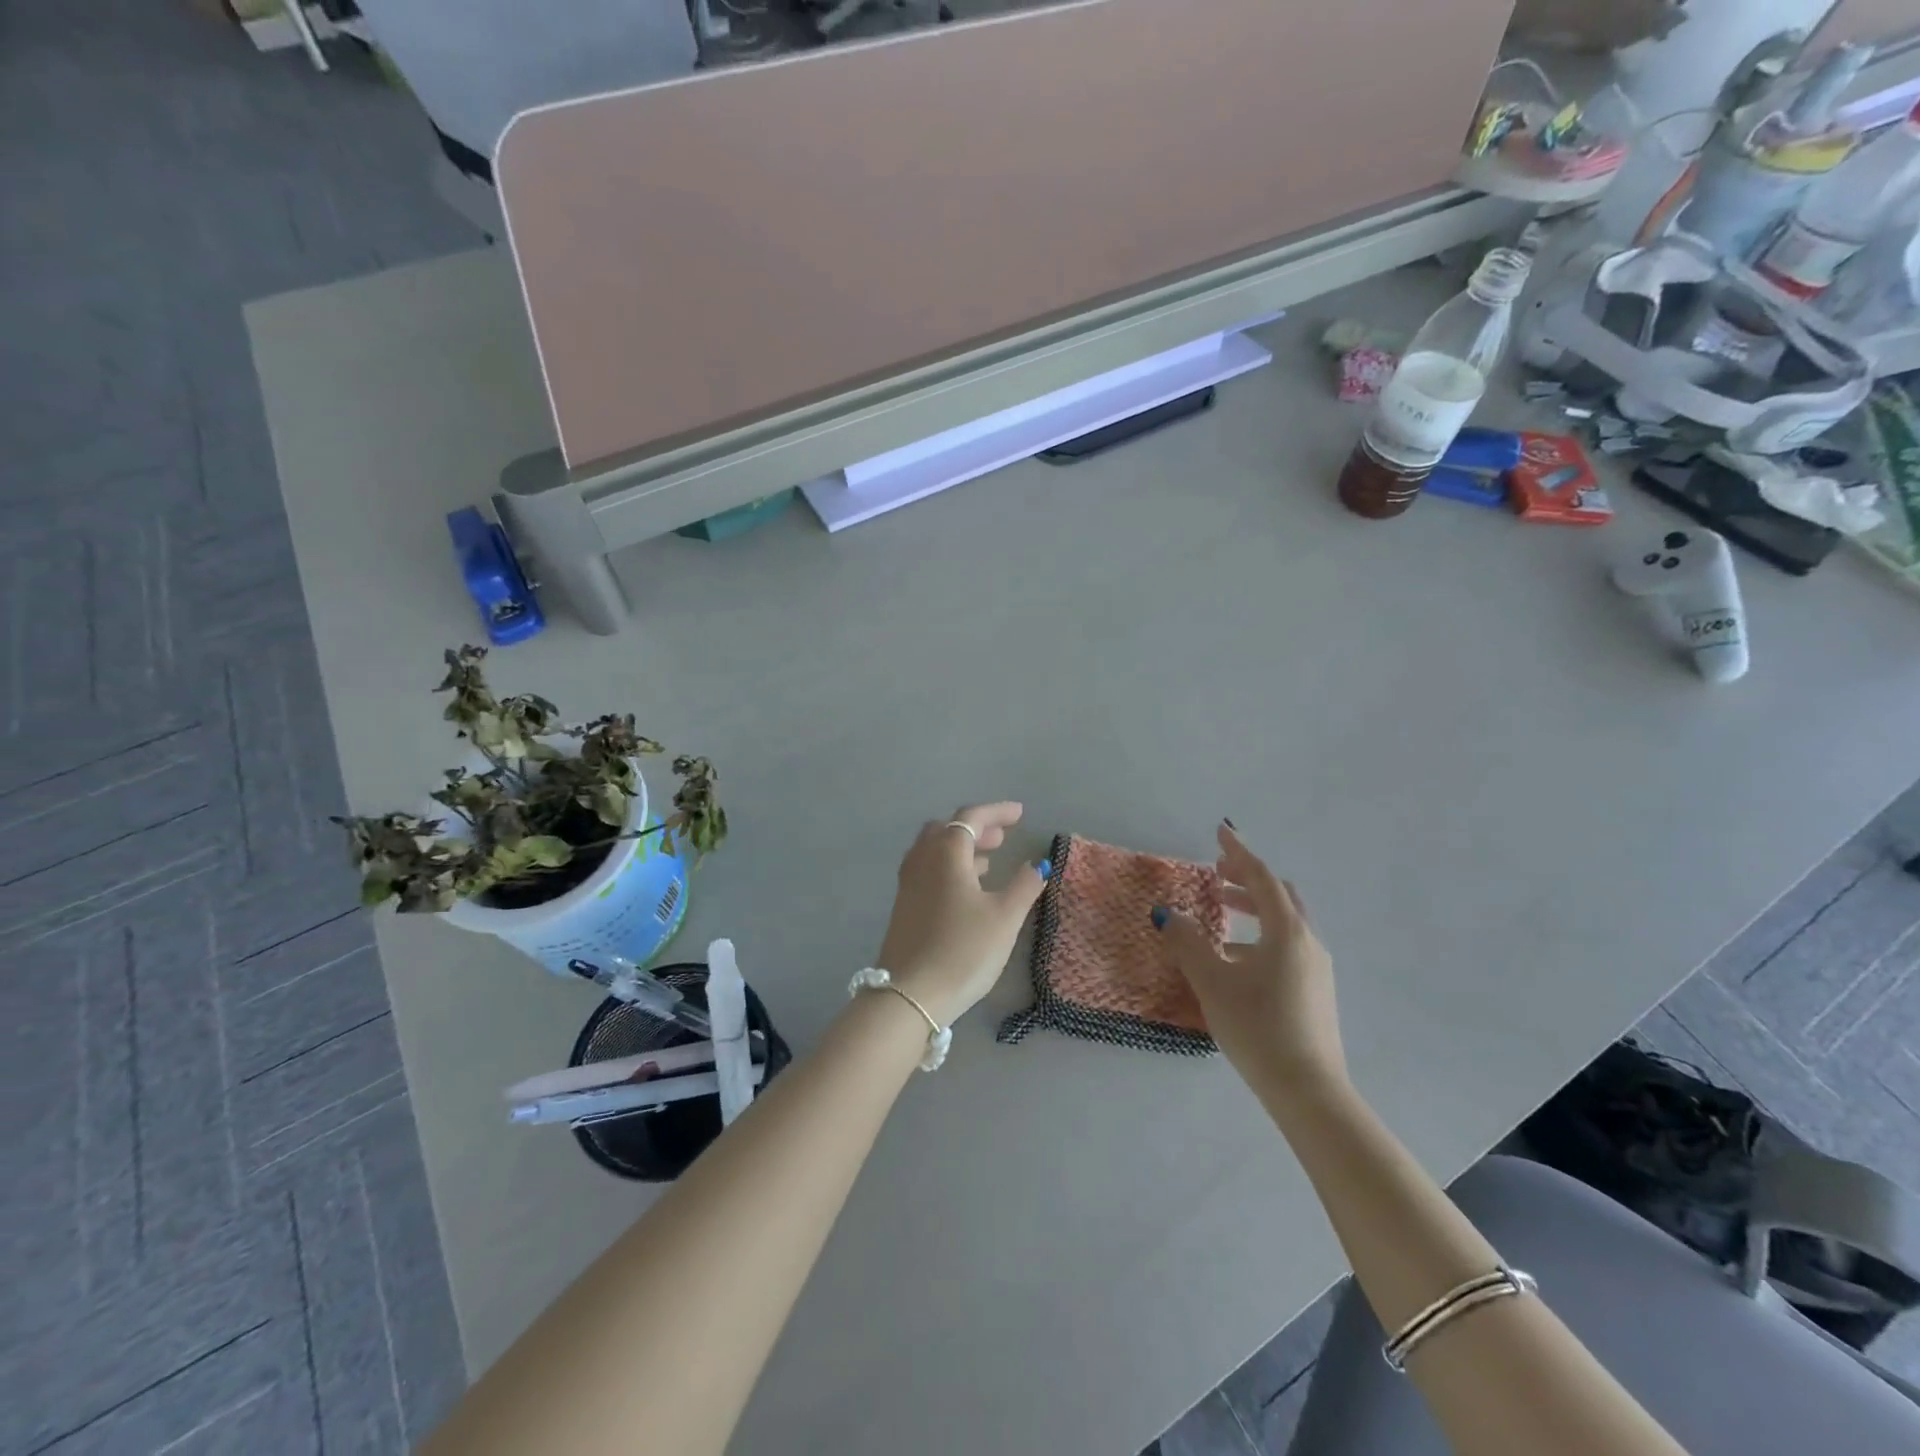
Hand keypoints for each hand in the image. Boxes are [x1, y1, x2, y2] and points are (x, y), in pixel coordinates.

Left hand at [875, 802, 1048, 1026]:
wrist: (910, 995)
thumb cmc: (964, 950)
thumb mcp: (1004, 918)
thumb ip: (1024, 886)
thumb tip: (1038, 864)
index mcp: (946, 853)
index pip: (970, 817)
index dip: (996, 812)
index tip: (1020, 814)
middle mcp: (922, 860)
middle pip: (947, 829)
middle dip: (976, 827)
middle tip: (1003, 836)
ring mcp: (908, 884)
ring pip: (934, 850)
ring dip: (961, 847)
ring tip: (989, 860)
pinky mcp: (904, 906)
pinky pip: (928, 870)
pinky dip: (950, 867)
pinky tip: (968, 889)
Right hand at [1157, 823, 1347, 1099]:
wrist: (1308, 1091)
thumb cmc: (1257, 1027)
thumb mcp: (1213, 981)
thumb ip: (1188, 943)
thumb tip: (1168, 914)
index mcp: (1287, 932)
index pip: (1262, 878)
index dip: (1238, 853)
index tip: (1220, 831)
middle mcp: (1308, 942)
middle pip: (1279, 896)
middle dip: (1247, 880)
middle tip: (1216, 875)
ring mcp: (1316, 969)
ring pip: (1284, 923)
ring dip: (1253, 910)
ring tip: (1219, 916)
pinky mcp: (1315, 991)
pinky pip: (1286, 946)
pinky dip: (1260, 936)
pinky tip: (1235, 961)